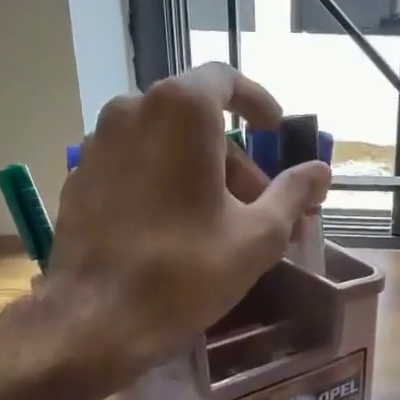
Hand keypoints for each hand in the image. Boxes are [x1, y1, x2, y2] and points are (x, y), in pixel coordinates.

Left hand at [41, 64, 330, 380]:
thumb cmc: (186, 271)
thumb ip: (293, 193)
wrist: (96, 320)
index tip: (274, 132)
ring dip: (200, 172)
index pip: (225, 79)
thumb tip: (321, 171)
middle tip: (260, 205)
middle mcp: (131, 111)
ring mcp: (98, 144)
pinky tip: (176, 231)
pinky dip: (163, 183)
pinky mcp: (79, 178)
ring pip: (164, 143)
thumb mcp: (258, 236)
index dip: (257, 103)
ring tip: (221, 225)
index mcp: (180, 111)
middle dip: (234, 158)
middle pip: (196, 120)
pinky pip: (134, 165)